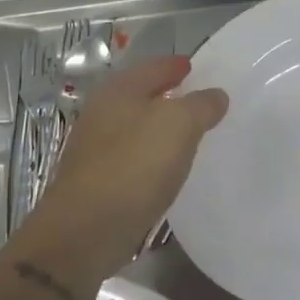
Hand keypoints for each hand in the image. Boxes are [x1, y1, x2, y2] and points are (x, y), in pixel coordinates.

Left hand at [11, 55, 228, 283]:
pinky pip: (132, 157)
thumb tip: (215, 96)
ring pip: (135, 127)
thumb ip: (201, 105)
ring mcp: (95, 149)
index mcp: (119, 91)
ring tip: (188, 134)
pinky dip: (151, 155)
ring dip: (159, 127)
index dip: (175, 65)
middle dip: (168, 94)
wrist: (83, 233)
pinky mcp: (96, 182)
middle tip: (198, 99)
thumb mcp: (179, 125)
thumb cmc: (133, 166)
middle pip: (141, 95)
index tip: (195, 67)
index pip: (153, 67)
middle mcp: (102, 113)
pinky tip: (167, 168)